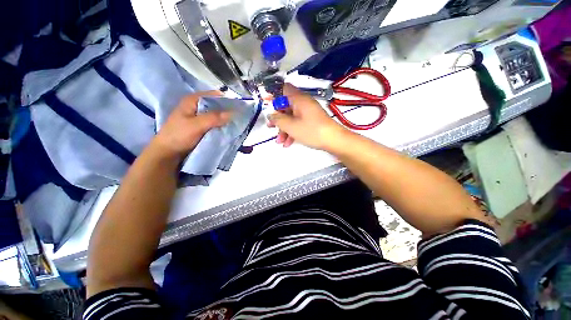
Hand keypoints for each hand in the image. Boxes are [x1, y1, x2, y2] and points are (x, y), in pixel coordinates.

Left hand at [153, 92, 231, 159]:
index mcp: (193, 100)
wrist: (168, 153)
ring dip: (224, 120)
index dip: (227, 101)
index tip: (238, 110)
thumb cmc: (179, 136)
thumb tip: (232, 113)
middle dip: (227, 111)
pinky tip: (226, 130)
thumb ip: (213, 118)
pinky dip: (220, 125)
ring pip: (216, 115)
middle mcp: (196, 106)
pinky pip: (214, 123)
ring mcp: (198, 116)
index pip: (215, 95)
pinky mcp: (200, 126)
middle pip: (216, 105)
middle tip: (238, 120)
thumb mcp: (196, 126)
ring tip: (234, 125)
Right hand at [268, 84, 347, 150]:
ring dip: (284, 129)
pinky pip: (299, 124)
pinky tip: (288, 143)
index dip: (273, 94)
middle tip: (270, 127)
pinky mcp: (312, 122)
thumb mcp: (291, 126)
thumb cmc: (311, 131)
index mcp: (299, 99)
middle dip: (277, 119)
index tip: (266, 103)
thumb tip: (270, 115)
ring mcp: (308, 113)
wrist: (333, 140)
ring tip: (279, 141)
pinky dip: (292, 132)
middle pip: (286, 107)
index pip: (283, 89)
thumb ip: (278, 119)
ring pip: (292, 118)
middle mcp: (303, 103)